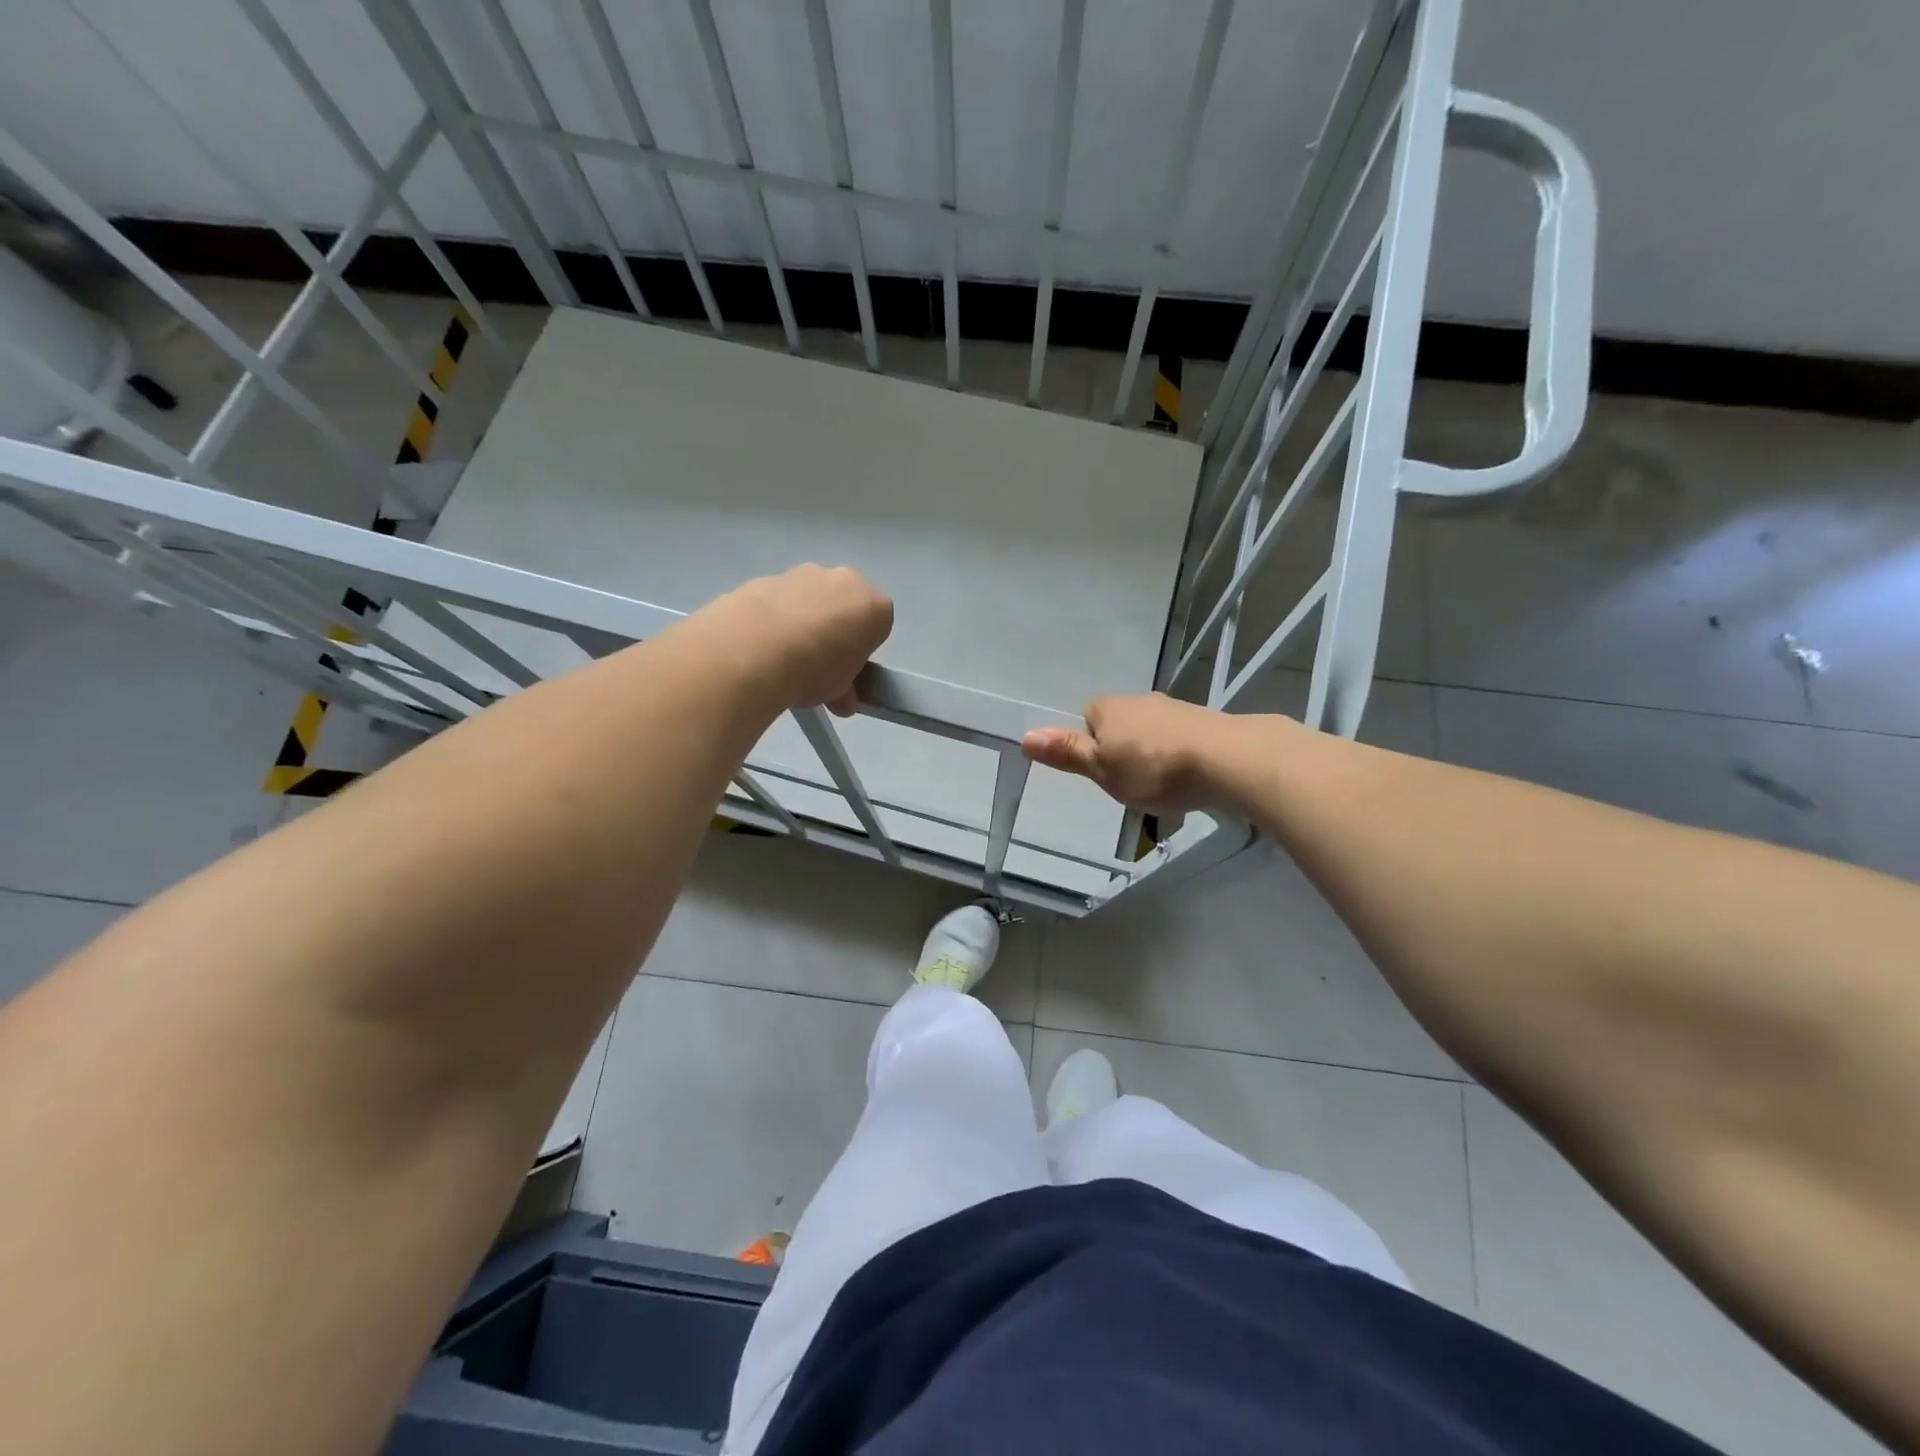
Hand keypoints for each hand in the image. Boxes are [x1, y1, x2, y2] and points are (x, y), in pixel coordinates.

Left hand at [712, 565, 893, 714]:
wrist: (754, 649)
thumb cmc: (815, 669)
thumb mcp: (841, 691)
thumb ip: (846, 688)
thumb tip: (842, 698)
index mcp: (873, 605)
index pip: (877, 626)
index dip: (861, 652)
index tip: (846, 673)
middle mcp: (842, 579)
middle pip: (843, 606)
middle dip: (833, 632)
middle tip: (815, 667)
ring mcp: (801, 574)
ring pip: (808, 600)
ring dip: (801, 623)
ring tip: (781, 659)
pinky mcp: (764, 578)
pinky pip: (776, 602)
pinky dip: (772, 619)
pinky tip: (759, 646)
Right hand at [1023, 692, 1234, 815]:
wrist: (1226, 760)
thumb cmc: (1153, 768)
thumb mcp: (1102, 769)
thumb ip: (1068, 754)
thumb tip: (1025, 737)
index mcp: (1109, 708)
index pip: (1088, 719)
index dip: (1093, 745)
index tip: (1104, 772)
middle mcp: (1141, 700)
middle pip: (1122, 724)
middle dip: (1124, 749)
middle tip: (1130, 783)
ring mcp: (1176, 709)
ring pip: (1153, 732)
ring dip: (1154, 754)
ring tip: (1162, 786)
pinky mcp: (1205, 724)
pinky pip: (1181, 740)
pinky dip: (1180, 757)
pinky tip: (1188, 779)